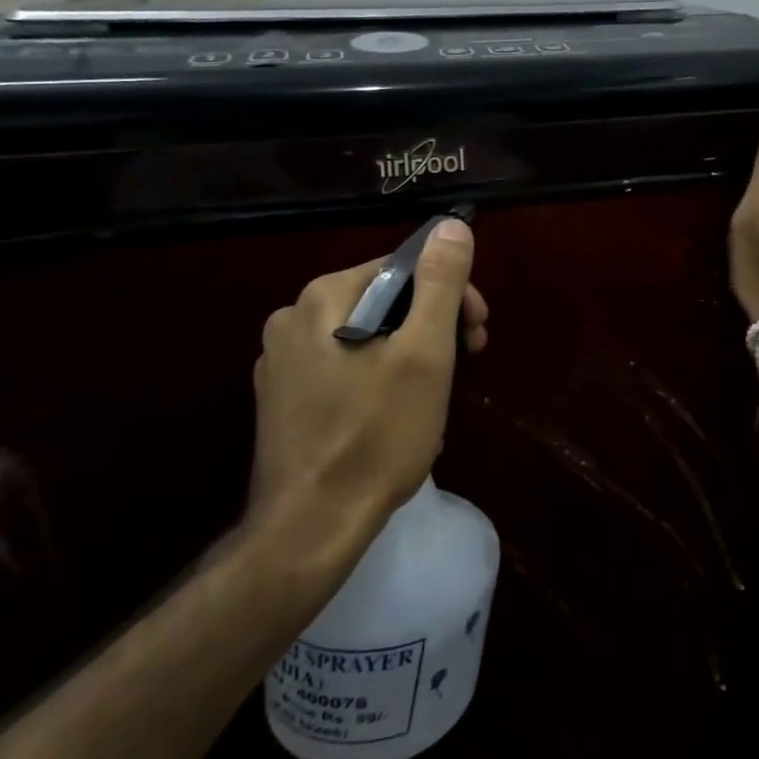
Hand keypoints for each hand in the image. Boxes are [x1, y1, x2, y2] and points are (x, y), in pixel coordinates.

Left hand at [244, 219, 487, 562]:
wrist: (308, 532)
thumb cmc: (376, 436)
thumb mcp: (424, 354)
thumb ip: (440, 284)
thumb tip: (452, 226)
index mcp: (324, 297)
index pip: (404, 269)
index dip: (450, 295)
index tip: (477, 333)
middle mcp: (293, 317)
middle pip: (385, 300)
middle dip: (432, 325)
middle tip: (467, 360)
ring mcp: (281, 361)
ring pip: (367, 335)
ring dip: (410, 352)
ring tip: (436, 395)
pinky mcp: (281, 399)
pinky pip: (344, 366)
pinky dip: (378, 376)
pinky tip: (397, 413)